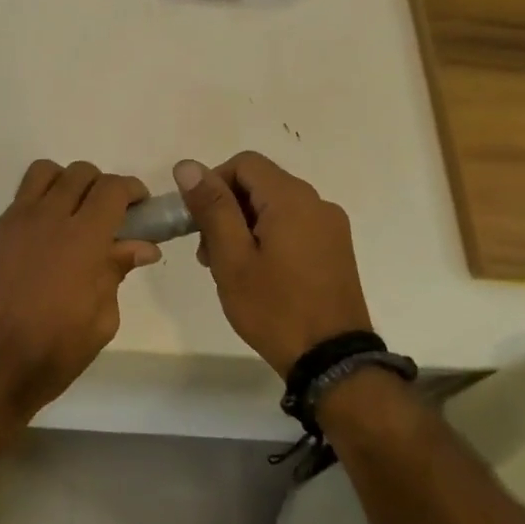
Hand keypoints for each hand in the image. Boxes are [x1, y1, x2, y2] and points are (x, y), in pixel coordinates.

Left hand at [0, 160, 160, 426]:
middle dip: (100, 186)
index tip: (139, 208)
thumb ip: (117, 272)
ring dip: (64, 184)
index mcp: (83, 237)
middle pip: (79, 172)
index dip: (132, 190)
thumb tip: (141, 246)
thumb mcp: (102, 319)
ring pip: (42, 174)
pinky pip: (17, 205)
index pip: (112, 188)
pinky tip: (37, 248)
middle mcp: (47, 218)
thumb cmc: (54, 352)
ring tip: (70, 215)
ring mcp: (12, 223)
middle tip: (107, 216)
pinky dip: (35, 212)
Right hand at [175, 152, 373, 377]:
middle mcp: (317, 202)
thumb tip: (188, 167)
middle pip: (260, 183)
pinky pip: (294, 226)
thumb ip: (211, 207)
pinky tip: (258, 274)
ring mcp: (331, 227)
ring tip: (230, 268)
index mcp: (292, 199)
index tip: (198, 222)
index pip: (244, 163)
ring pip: (276, 206)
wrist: (331, 360)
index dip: (214, 183)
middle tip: (208, 252)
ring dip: (245, 225)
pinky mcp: (336, 249)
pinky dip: (269, 237)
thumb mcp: (232, 258)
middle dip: (227, 208)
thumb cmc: (274, 308)